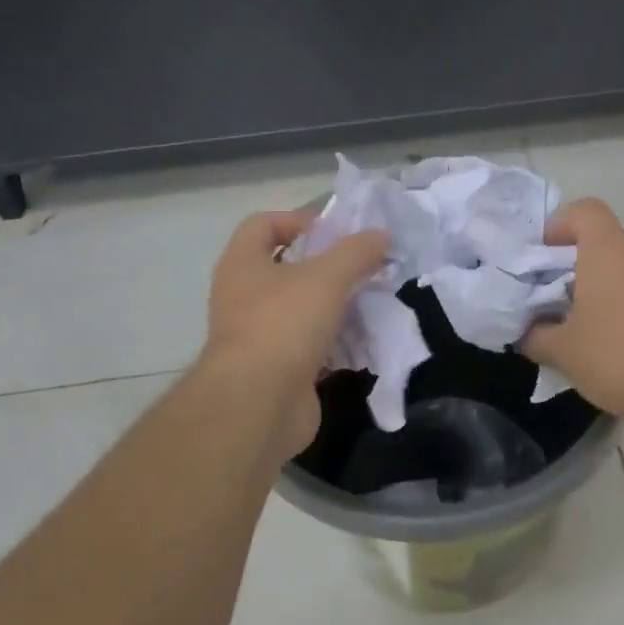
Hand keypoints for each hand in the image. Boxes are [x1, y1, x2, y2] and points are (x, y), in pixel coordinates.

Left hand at [202, 209, 389, 458]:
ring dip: (333, 305)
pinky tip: (362, 340)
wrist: (259, 404)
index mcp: (242, 264)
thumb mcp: (327, 277)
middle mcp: (243, 296)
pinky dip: (334, 342)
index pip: (262, 225)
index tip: (337, 232)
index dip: (298, 220)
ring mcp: (258, 336)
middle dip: (325, 267)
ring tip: (369, 302)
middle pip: (286, 268)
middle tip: (362, 268)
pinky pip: (309, 346)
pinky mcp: (277, 369)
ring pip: (300, 309)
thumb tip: (381, 235)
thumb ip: (356, 252)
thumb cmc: (284, 325)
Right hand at [521, 199, 623, 431]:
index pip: (586, 210)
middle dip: (609, 244)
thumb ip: (538, 337)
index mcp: (610, 249)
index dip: (564, 224)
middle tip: (588, 276)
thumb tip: (527, 333)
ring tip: (607, 314)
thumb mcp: (564, 353)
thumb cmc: (619, 356)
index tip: (548, 251)